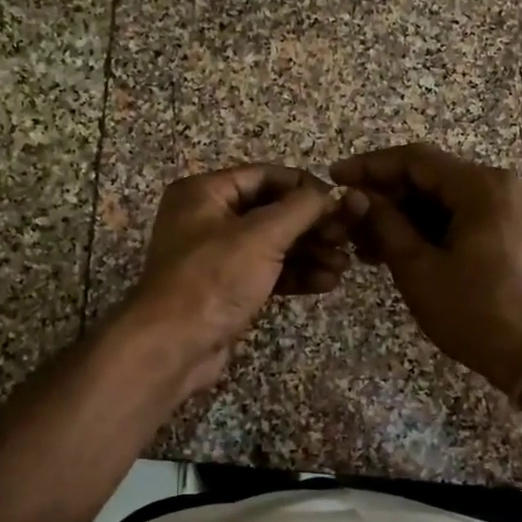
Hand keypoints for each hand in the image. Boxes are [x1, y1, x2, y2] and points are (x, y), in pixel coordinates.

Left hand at [128, 165, 366, 391]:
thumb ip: (300, 209)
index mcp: (204, 192)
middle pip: (271, 211)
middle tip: (347, 237)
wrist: (173, 346)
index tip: (340, 202)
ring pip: (272, 244)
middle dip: (311, 225)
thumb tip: (329, 194)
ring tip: (344, 265)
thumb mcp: (261, 236)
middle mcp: (207, 218)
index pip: (264, 176)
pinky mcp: (226, 288)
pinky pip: (267, 272)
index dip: (304, 186)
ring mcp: (216, 256)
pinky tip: (326, 282)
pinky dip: (295, 274)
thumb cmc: (214, 278)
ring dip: (309, 252)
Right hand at [331, 143, 521, 393]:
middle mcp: (498, 186)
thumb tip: (358, 198)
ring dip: (403, 215)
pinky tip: (397, 250)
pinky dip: (427, 228)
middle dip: (385, 195)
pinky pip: (459, 216)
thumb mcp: (419, 269)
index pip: (414, 160)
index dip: (369, 166)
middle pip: (429, 176)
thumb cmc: (476, 312)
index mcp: (480, 187)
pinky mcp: (509, 230)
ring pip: (442, 198)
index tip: (334, 178)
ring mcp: (507, 208)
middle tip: (348, 219)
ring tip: (365, 244)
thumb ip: (385, 225)